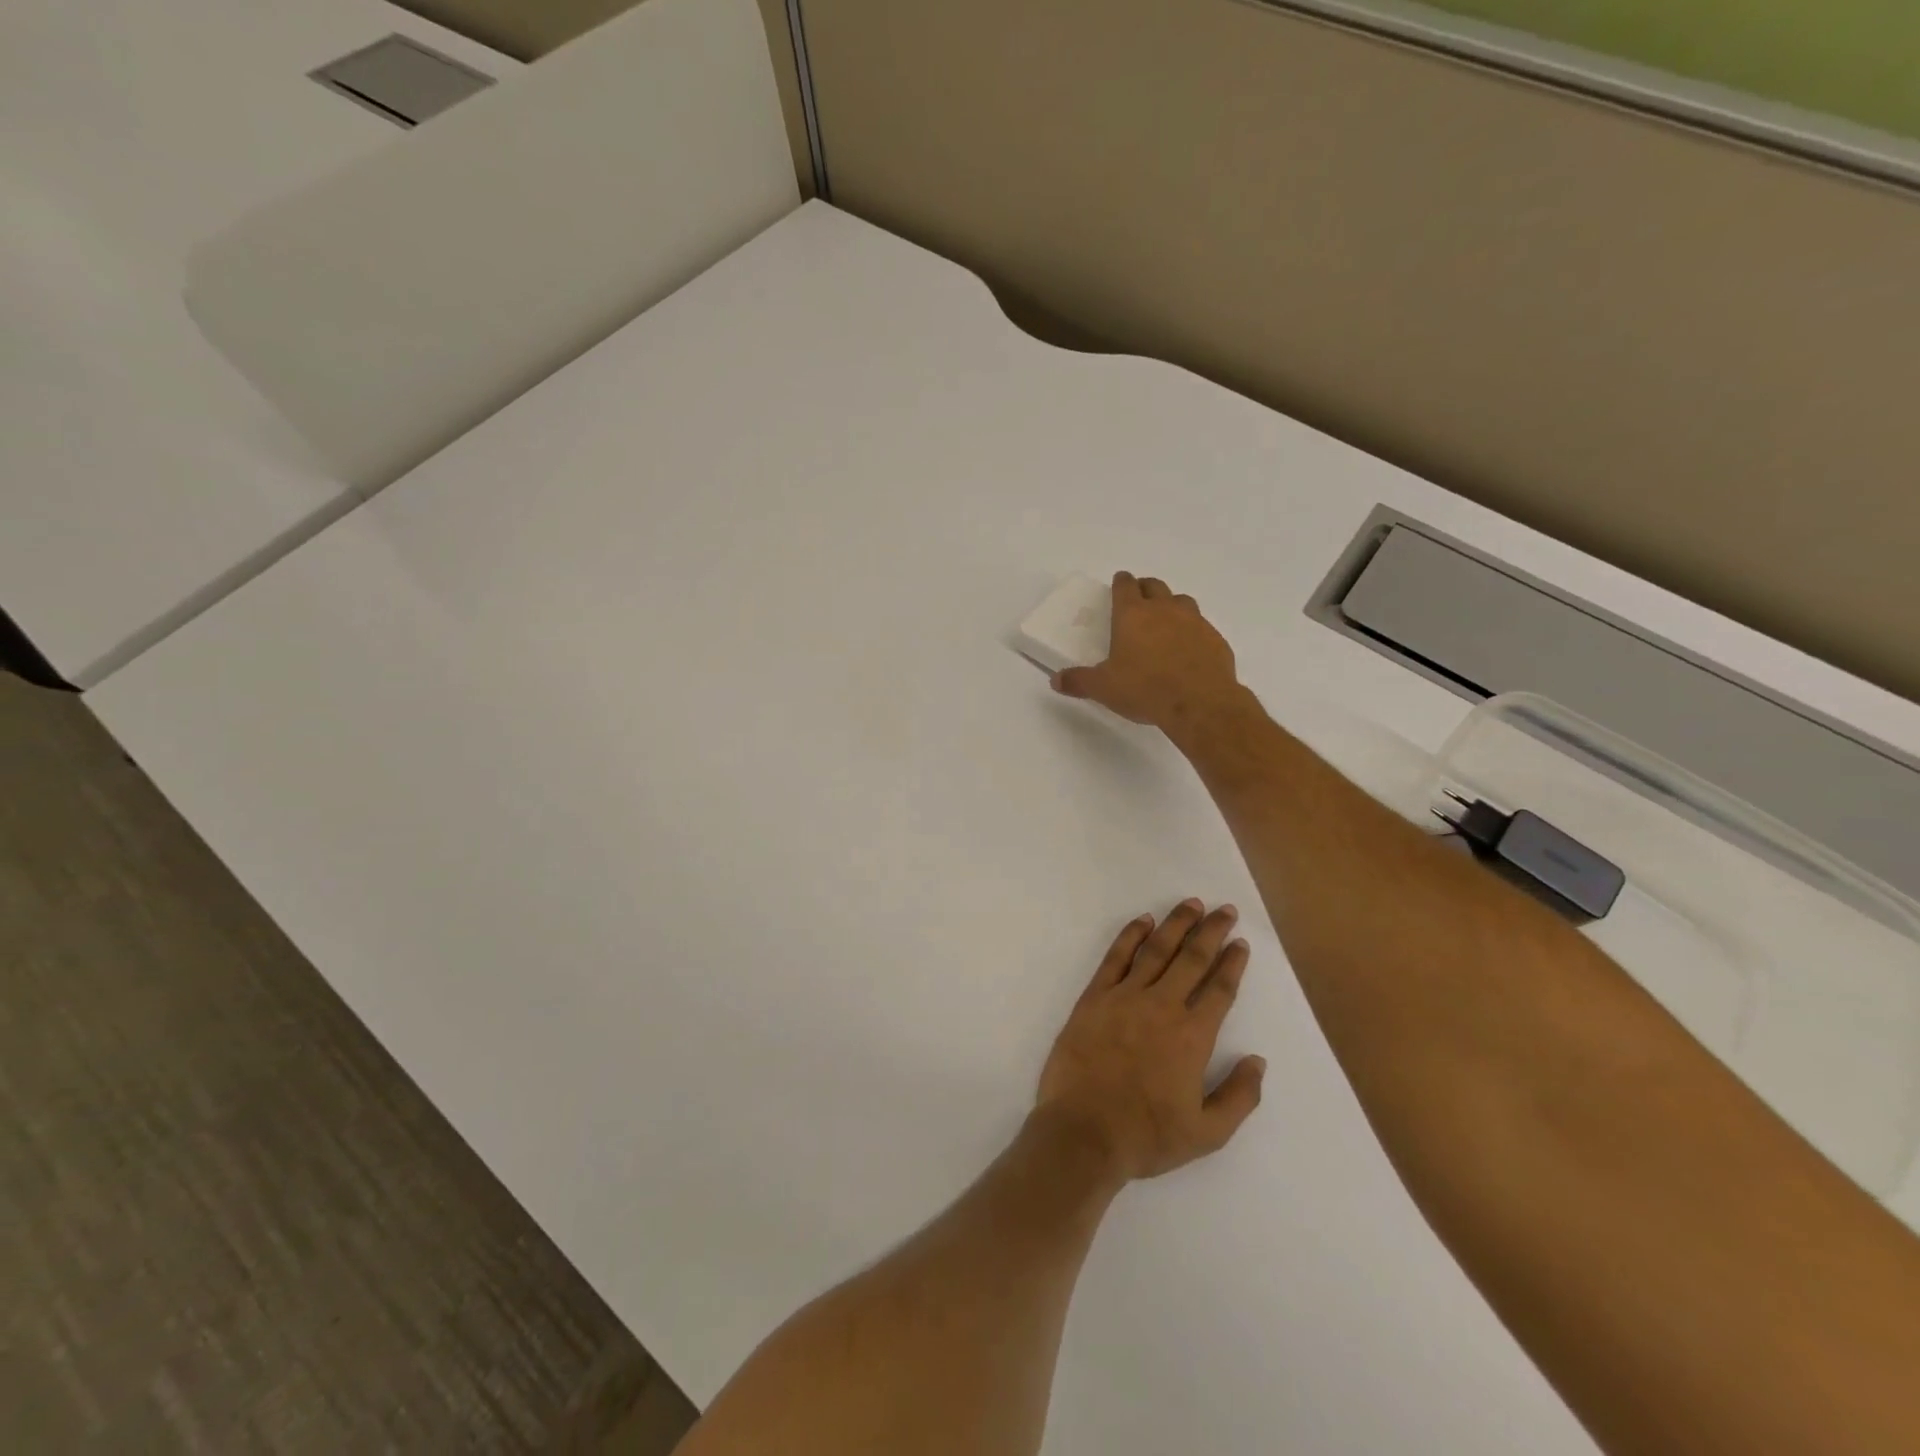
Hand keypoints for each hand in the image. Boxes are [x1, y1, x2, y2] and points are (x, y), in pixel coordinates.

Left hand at [1037, 900, 1265, 1183]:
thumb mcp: (1207, 1134)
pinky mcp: (1094, 997)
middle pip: (1192, 958)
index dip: (1232, 963)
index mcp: (1193, 1036)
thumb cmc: (1146, 1136)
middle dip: (1211, 931)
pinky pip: (1115, 957)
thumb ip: (1239, 1096)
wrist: (1083, 1132)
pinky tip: (1143, 921)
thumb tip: (1257, 1061)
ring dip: (1176, 924)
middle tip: (1225, 909)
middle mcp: (1162, 1006)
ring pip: (1156, 949)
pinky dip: (1130, 935)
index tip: (1240, 943)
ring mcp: (1125, 997)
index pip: (1220, 989)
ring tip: (1191, 904)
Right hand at [1051, 572, 1241, 734]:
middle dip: (1145, 588)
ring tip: (1165, 621)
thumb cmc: (1144, 689)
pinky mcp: (1215, 638)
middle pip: (1154, 586)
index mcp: (1132, 615)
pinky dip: (1192, 630)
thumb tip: (1055, 680)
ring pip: (1181, 600)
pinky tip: (1188, 649)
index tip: (1118, 582)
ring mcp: (1194, 621)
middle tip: (1139, 598)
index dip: (1120, 582)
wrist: (1200, 703)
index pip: (1125, 586)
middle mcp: (1164, 609)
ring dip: (1171, 605)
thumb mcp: (1104, 688)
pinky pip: (1201, 626)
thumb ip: (1079, 681)